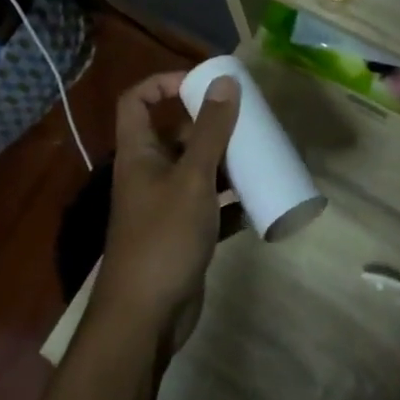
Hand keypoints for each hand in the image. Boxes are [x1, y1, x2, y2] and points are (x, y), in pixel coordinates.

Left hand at [98, 70, 240, 346]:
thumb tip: (225, 80)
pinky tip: (260, 202)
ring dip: (228, 163)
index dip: (163, 83)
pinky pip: (212, 207)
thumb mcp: (192, 178)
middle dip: (212, 126)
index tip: (203, 83)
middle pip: (177, 135)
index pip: (137, 101)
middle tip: (250, 120)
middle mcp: (150, 174)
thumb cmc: (164, 237)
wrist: (146, 318)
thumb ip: (210, 131)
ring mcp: (166, 206)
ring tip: (262, 155)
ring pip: (199, 171)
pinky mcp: (184, 235)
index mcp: (139, 153)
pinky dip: (233, 203)